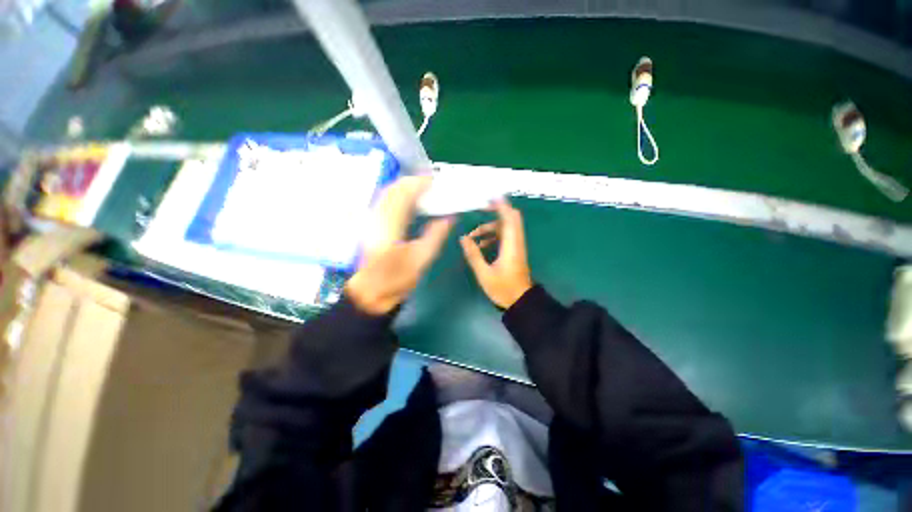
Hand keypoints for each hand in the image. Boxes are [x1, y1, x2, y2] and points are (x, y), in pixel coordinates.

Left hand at [345, 176, 453, 314]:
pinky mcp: (370, 225)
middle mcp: (376, 216)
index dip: (420, 183)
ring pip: (387, 194)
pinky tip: (410, 203)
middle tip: (432, 184)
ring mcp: (370, 220)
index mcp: (389, 224)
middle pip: (393, 188)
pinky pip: (384, 202)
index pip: (404, 193)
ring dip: (405, 188)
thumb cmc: (395, 280)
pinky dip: (399, 197)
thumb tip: (449, 217)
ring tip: (424, 190)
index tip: (436, 181)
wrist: (369, 294)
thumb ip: (436, 235)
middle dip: (413, 182)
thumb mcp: (421, 259)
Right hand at [460, 199, 532, 308]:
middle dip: (496, 211)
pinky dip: (493, 236)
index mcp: (511, 245)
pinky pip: (504, 237)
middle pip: (510, 219)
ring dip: (490, 228)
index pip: (510, 218)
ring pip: (505, 228)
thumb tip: (463, 238)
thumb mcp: (484, 274)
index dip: (502, 206)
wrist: (520, 302)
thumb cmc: (503, 289)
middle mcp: (516, 242)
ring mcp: (516, 247)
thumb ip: (473, 255)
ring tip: (473, 236)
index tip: (490, 197)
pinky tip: (480, 245)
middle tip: (480, 208)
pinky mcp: (514, 252)